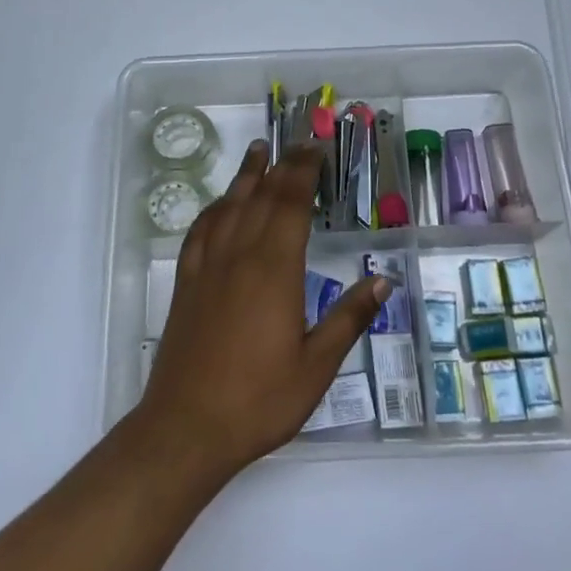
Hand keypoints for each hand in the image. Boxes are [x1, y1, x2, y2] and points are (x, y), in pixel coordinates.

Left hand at [135, 142, 388, 480]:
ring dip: (246, 175)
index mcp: (274, 269)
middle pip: (262, 196)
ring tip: (257, 150)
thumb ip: (348, 319)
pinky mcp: (186, 283)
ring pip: (229, 206)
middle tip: (298, 143)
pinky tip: (220, 205)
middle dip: (282, 165)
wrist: (186, 427)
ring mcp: (208, 267)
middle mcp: (239, 255)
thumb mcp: (316, 366)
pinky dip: (214, 208)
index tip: (316, 148)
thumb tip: (383, 281)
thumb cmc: (259, 399)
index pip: (291, 203)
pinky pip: (200, 231)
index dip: (304, 171)